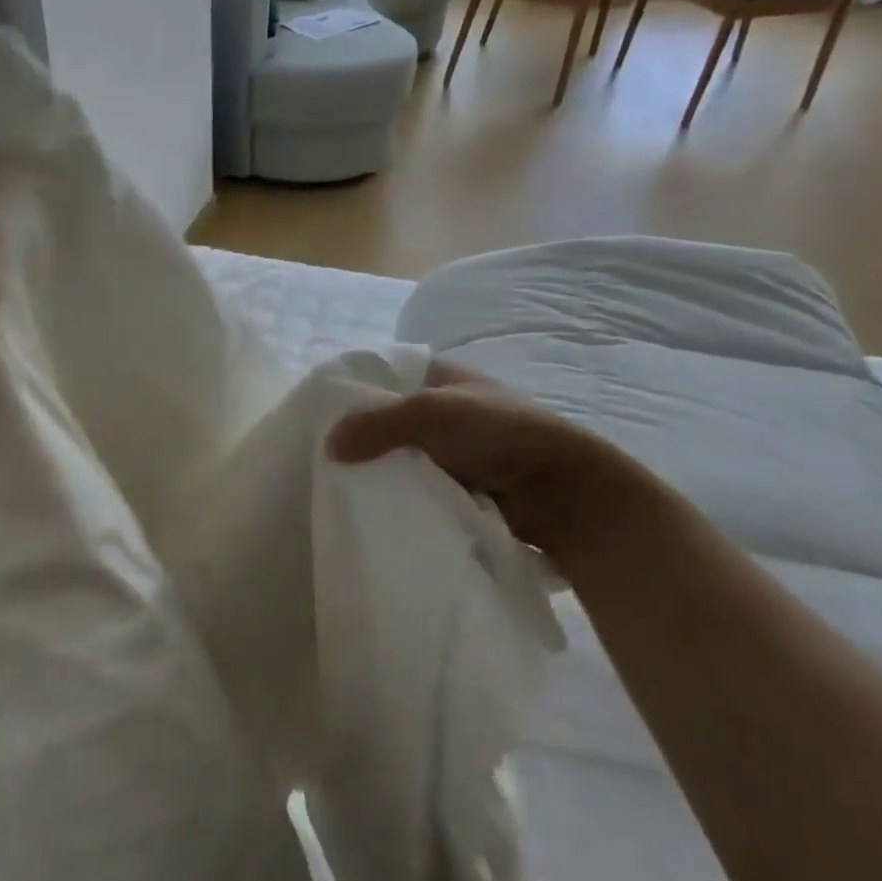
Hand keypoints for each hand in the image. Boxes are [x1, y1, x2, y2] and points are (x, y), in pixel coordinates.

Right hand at [326, 361, 647, 563]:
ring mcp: (452, 449)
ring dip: (380, 470)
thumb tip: (329, 446)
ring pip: (398, 456)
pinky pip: (414, 485)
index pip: (382, 378)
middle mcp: (443, 409)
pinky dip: (399, 493)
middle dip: (361, 439)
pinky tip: (374, 504)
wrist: (563, 492)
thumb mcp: (430, 413)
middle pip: (386, 421)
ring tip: (342, 486)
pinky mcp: (458, 484)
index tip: (318, 417)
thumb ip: (376, 424)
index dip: (352, 394)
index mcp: (439, 376)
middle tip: (325, 459)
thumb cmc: (500, 434)